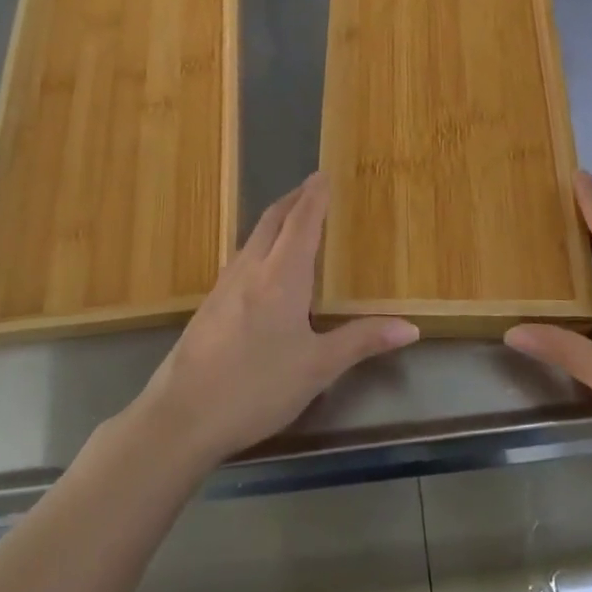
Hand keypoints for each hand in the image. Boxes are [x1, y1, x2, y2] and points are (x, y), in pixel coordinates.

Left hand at [131, 172, 418, 467]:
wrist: (180, 418)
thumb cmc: (256, 388)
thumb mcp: (317, 368)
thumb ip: (362, 341)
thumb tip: (411, 328)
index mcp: (281, 277)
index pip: (301, 223)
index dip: (314, 196)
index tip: (324, 174)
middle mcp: (250, 270)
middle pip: (272, 221)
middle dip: (293, 200)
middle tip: (312, 188)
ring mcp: (224, 287)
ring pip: (252, 238)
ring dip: (275, 221)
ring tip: (293, 220)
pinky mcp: (208, 306)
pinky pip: (241, 259)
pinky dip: (260, 246)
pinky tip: (263, 268)